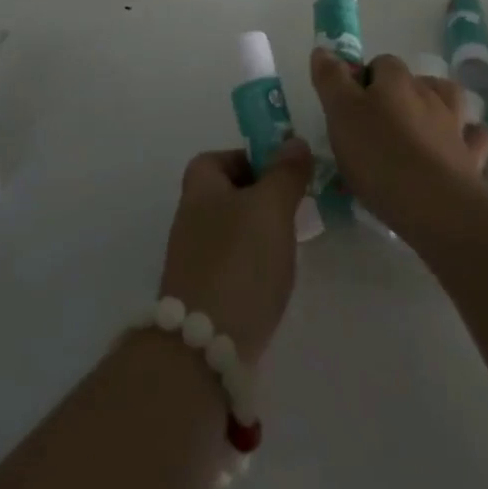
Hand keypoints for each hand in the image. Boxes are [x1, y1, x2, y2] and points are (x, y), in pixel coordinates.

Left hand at [157, 139, 313, 363]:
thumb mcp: (271, 206)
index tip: (285, 174)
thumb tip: (294, 142)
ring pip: (234, 230)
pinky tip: (276, 279)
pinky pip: (235, 264)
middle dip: (263, 198)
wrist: (205, 346)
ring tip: (292, 244)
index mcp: (199, 187)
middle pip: (229, 193)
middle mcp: (191, 217)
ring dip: (262, 233)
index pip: (221, 157)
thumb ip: (285, 172)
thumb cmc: (239, 260)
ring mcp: (195, 258)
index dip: (253, 159)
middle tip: (296, 208)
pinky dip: (256, 265)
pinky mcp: (205, 294)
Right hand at [310, 49, 487, 239]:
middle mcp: (429, 94)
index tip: (349, 107)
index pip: (381, 63)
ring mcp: (455, 125)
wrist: (436, 205)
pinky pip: (473, 139)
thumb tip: (323, 50)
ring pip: (449, 101)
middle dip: (398, 94)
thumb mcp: (341, 114)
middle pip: (414, 81)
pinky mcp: (471, 158)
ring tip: (419, 127)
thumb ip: (331, 80)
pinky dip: (466, 138)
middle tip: (376, 125)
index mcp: (396, 81)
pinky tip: (457, 147)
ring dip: (436, 107)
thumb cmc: (379, 155)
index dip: (364, 79)